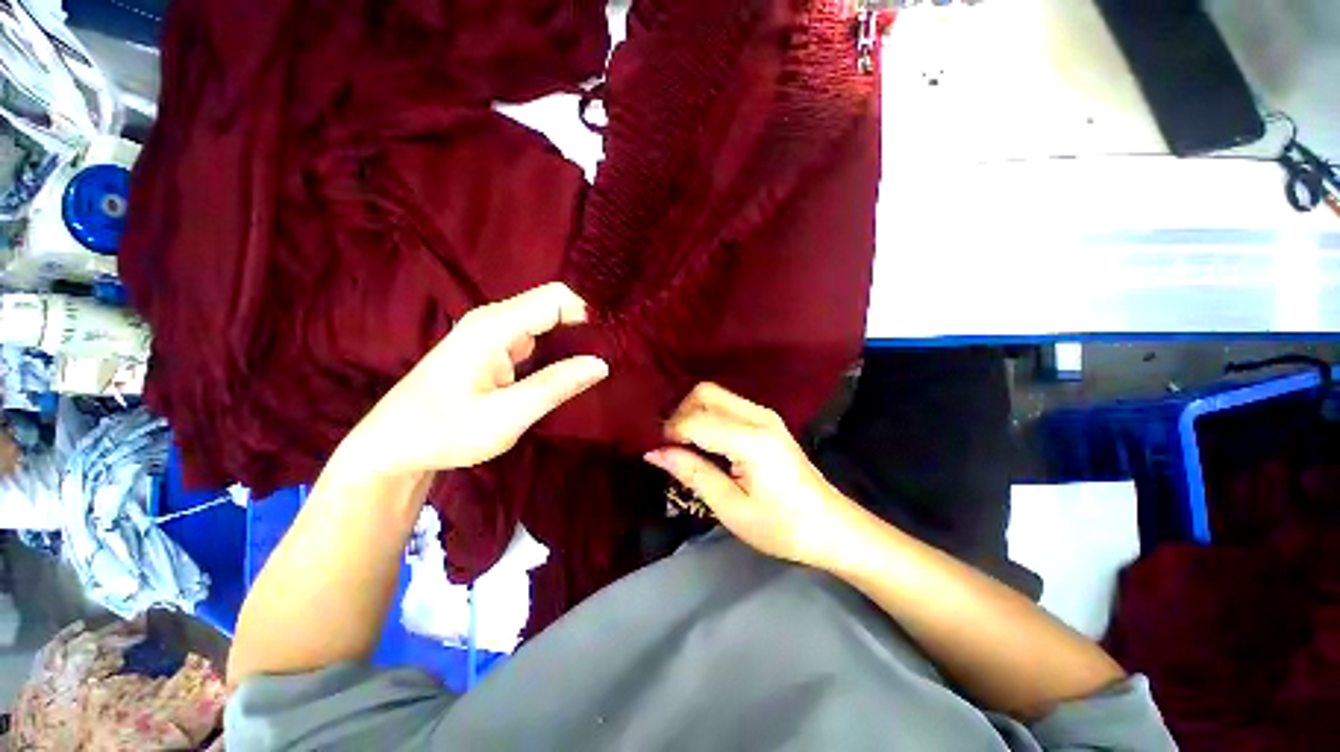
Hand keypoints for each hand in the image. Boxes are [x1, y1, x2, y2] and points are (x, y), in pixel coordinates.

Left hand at [345, 283, 608, 476]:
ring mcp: (491, 331)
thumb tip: (601, 364)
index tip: (613, 342)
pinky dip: (557, 345)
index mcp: (495, 327)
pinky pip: (534, 333)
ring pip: (545, 318)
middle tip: (611, 353)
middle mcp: (494, 319)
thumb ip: (555, 386)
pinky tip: (570, 366)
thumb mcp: (506, 417)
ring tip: (598, 361)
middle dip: (584, 324)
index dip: (589, 313)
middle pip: (552, 303)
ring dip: (573, 335)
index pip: (556, 298)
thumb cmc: (445, 432)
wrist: (393, 444)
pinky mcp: (491, 346)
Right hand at [644, 383, 853, 566]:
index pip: (696, 421)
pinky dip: (707, 416)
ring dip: (692, 413)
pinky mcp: (766, 419)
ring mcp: (764, 414)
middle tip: (671, 447)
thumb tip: (654, 452)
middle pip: (704, 393)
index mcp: (752, 441)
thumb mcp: (732, 509)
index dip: (670, 434)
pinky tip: (704, 442)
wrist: (831, 526)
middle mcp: (758, 416)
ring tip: (684, 446)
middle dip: (680, 414)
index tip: (658, 454)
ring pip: (714, 395)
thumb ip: (693, 473)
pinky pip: (726, 404)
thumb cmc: (782, 527)